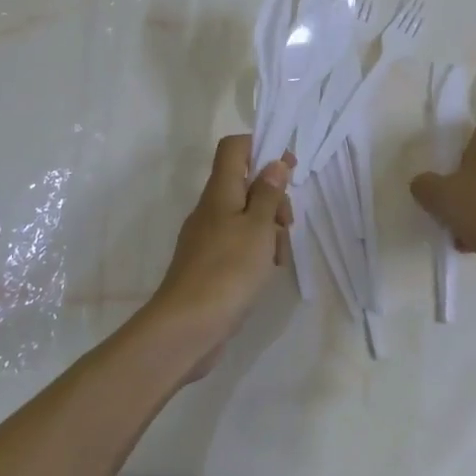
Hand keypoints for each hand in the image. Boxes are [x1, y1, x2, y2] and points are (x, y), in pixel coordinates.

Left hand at [144, 135, 293, 379]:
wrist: (187, 328)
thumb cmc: (228, 270)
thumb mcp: (258, 227)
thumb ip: (268, 193)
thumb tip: (274, 162)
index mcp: (220, 191)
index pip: (234, 148)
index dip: (261, 147)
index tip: (288, 165)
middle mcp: (211, 208)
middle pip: (245, 183)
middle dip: (272, 196)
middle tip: (287, 222)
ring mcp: (207, 237)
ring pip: (245, 216)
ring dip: (268, 227)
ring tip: (279, 256)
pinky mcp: (210, 264)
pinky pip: (238, 243)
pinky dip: (257, 249)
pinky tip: (267, 271)